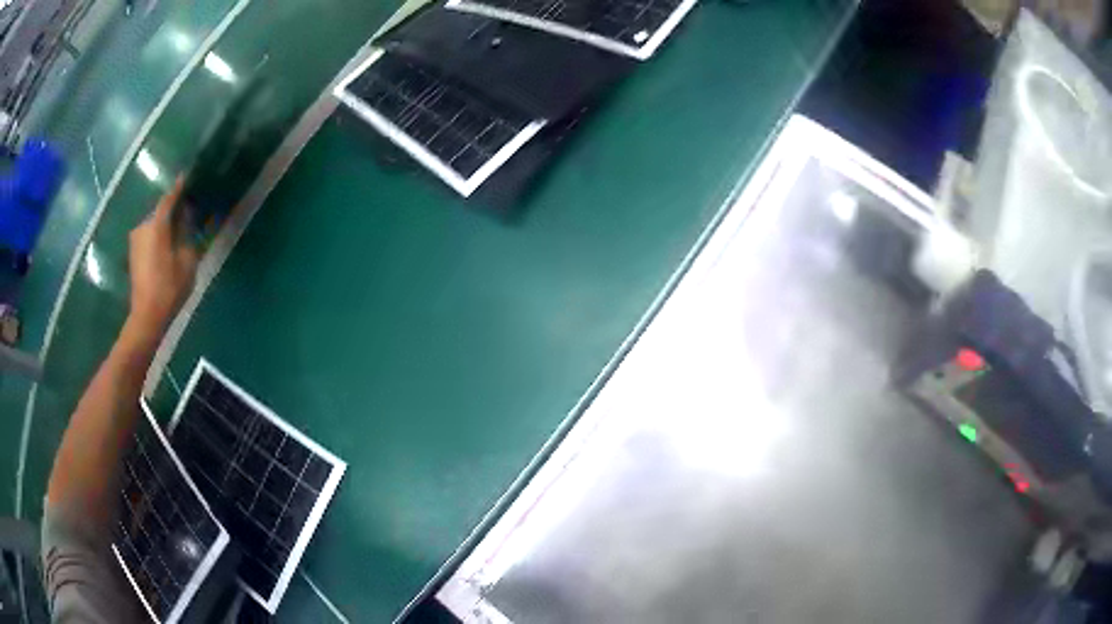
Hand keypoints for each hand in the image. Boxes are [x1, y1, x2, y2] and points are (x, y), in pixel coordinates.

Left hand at [126, 178, 199, 338]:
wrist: (147, 317)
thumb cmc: (169, 288)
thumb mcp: (187, 261)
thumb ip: (187, 234)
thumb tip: (187, 217)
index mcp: (157, 225)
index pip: (169, 198)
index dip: (179, 187)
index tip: (188, 176)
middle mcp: (143, 226)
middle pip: (161, 211)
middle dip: (173, 208)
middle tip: (188, 207)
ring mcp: (136, 240)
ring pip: (155, 224)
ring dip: (166, 224)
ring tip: (179, 227)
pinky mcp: (134, 254)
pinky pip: (149, 236)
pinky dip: (159, 235)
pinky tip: (168, 242)